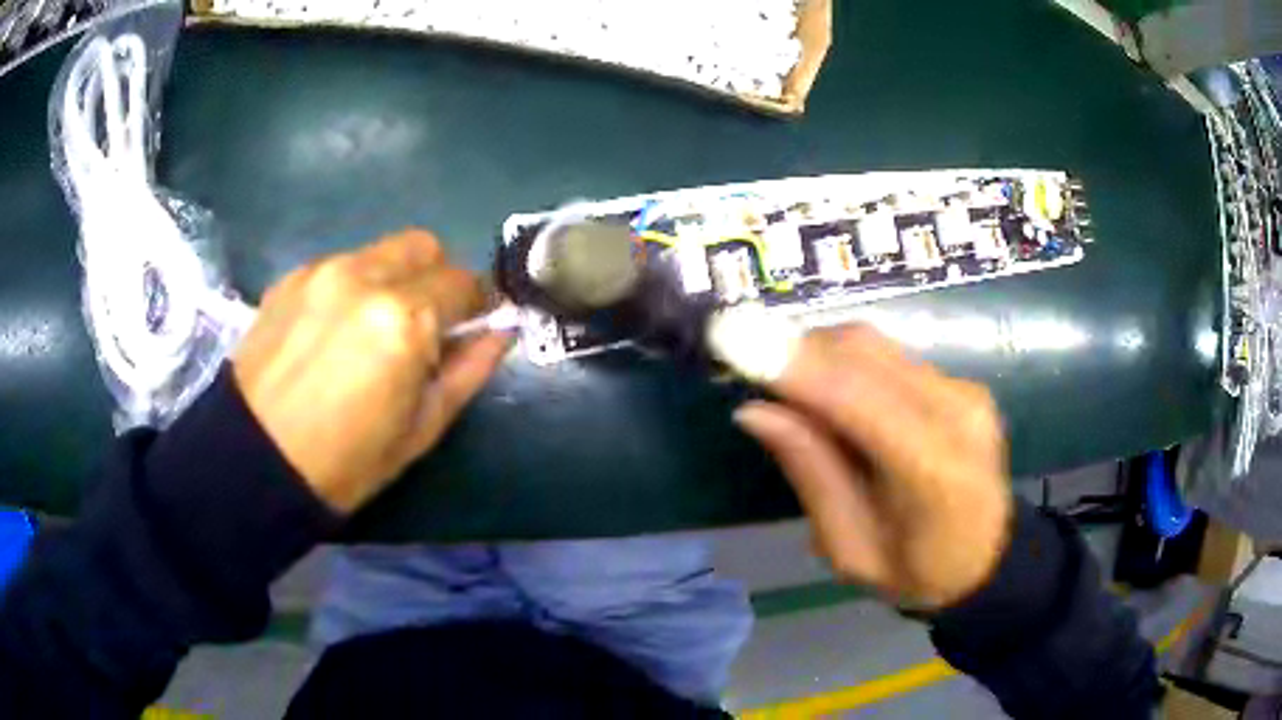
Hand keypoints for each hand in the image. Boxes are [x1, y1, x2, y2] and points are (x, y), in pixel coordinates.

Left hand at [232, 229, 511, 513]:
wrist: (254, 461)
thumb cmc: (346, 462)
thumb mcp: (421, 429)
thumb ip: (468, 371)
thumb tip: (501, 331)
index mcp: (404, 319)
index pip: (463, 282)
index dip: (477, 303)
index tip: (474, 324)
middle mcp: (364, 277)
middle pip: (423, 246)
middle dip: (437, 277)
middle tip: (428, 322)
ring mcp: (323, 271)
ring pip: (381, 252)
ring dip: (395, 279)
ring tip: (375, 328)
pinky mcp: (292, 277)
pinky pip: (342, 264)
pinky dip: (355, 286)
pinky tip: (336, 329)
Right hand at [733, 325, 1012, 608]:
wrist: (987, 561)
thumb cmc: (915, 573)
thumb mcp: (850, 551)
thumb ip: (812, 475)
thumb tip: (755, 410)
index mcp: (935, 474)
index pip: (859, 401)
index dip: (795, 366)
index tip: (731, 338)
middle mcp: (958, 415)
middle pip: (865, 354)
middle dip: (799, 350)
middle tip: (749, 366)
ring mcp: (966, 391)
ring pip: (876, 346)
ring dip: (821, 353)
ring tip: (789, 385)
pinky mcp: (963, 383)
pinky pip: (892, 357)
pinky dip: (848, 364)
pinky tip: (833, 394)